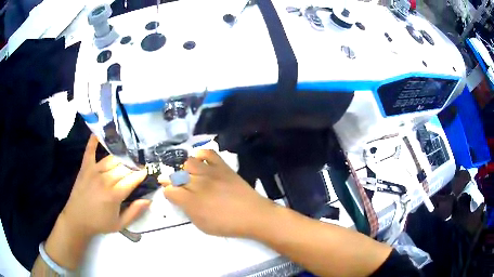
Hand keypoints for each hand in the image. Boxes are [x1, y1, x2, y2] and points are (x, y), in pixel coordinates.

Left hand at [60, 135, 149, 237]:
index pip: (132, 179)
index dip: (141, 174)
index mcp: (114, 195)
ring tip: (128, 154)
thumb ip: (134, 212)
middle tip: (139, 164)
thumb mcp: (120, 224)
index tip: (147, 170)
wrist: (77, 219)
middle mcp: (105, 180)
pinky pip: (90, 151)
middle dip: (133, 165)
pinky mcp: (85, 167)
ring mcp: (94, 171)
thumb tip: (148, 200)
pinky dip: (94, 141)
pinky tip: (98, 133)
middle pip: (123, 167)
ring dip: (121, 156)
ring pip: (111, 159)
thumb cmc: (99, 223)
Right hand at [160, 150, 275, 237]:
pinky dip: (201, 155)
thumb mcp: (202, 225)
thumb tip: (179, 198)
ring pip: (189, 162)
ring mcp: (211, 173)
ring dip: (186, 169)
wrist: (253, 215)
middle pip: (177, 176)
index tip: (172, 195)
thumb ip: (187, 211)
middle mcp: (198, 184)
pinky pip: (208, 153)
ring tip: (191, 176)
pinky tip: (201, 162)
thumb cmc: (227, 225)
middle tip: (179, 186)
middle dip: (173, 181)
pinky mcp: (223, 167)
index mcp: (192, 202)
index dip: (168, 192)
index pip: (170, 191)